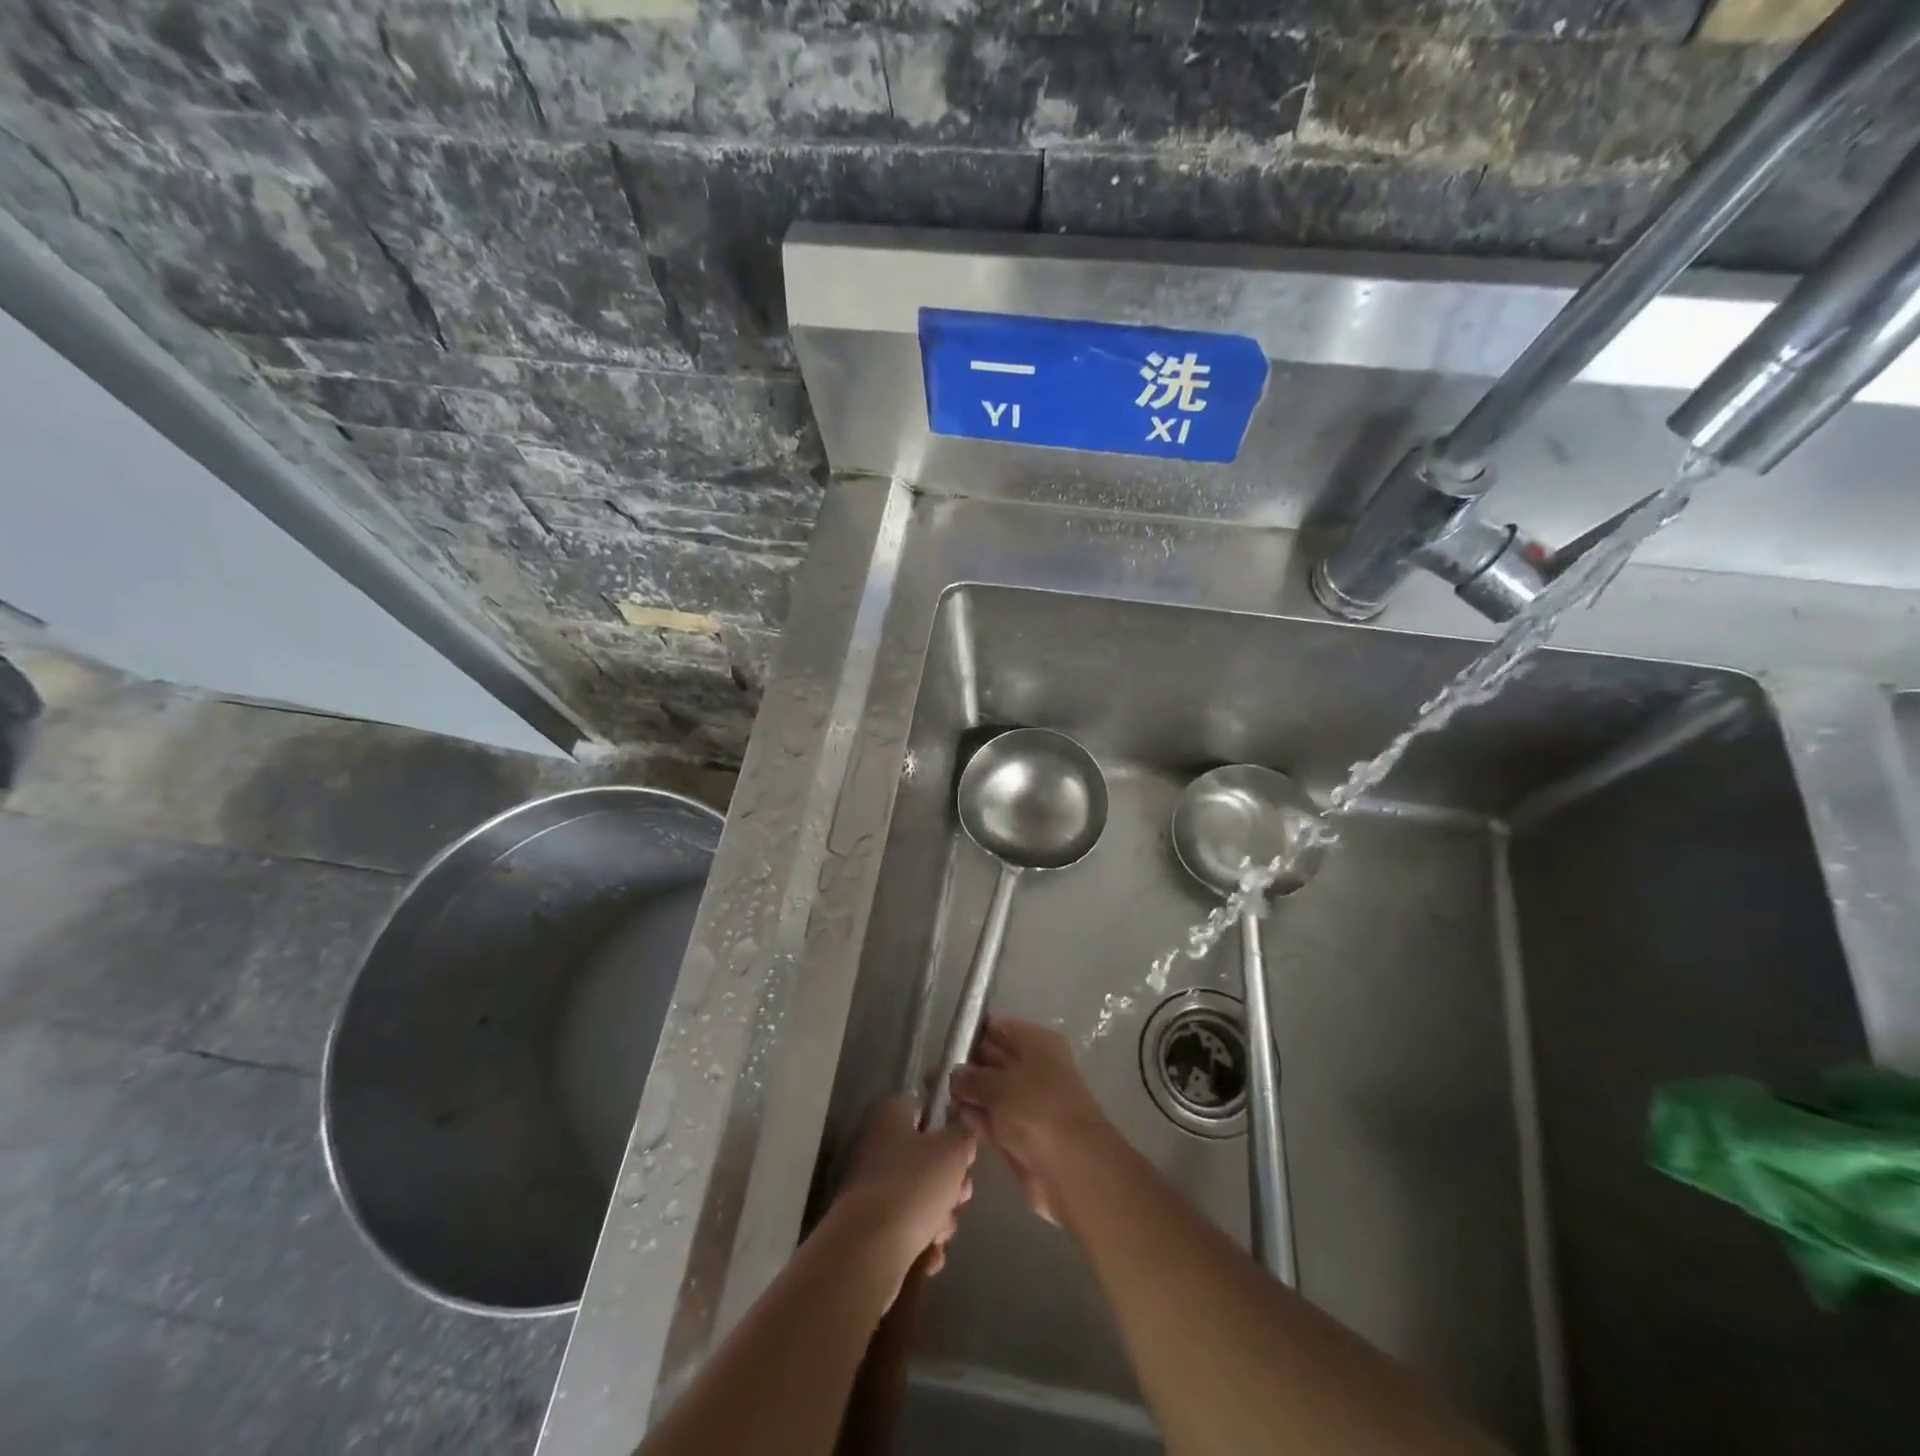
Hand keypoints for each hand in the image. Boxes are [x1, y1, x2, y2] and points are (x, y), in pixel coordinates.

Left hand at [833, 1093, 975, 1279]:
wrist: (869, 1249)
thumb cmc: (914, 1185)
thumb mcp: (953, 1151)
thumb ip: (963, 1135)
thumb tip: (960, 1135)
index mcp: (889, 1115)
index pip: (924, 1108)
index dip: (948, 1128)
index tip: (964, 1153)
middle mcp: (875, 1144)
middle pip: (925, 1156)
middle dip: (950, 1183)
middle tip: (960, 1197)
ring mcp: (869, 1185)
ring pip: (918, 1194)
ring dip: (940, 1216)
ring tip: (942, 1232)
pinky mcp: (868, 1222)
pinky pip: (904, 1224)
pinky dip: (921, 1240)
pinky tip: (931, 1255)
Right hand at [949, 1015, 1116, 1225]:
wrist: (1071, 1169)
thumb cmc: (1038, 1110)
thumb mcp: (1000, 1085)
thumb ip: (972, 1077)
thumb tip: (954, 1074)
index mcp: (1036, 1044)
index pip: (999, 1028)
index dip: (972, 1032)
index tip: (944, 1042)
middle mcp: (1032, 1069)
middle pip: (991, 1060)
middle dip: (963, 1066)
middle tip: (929, 1074)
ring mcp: (1025, 1104)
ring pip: (988, 1092)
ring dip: (964, 1094)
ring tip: (929, 1094)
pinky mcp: (1018, 1135)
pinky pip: (990, 1119)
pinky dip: (972, 1119)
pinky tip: (946, 1118)